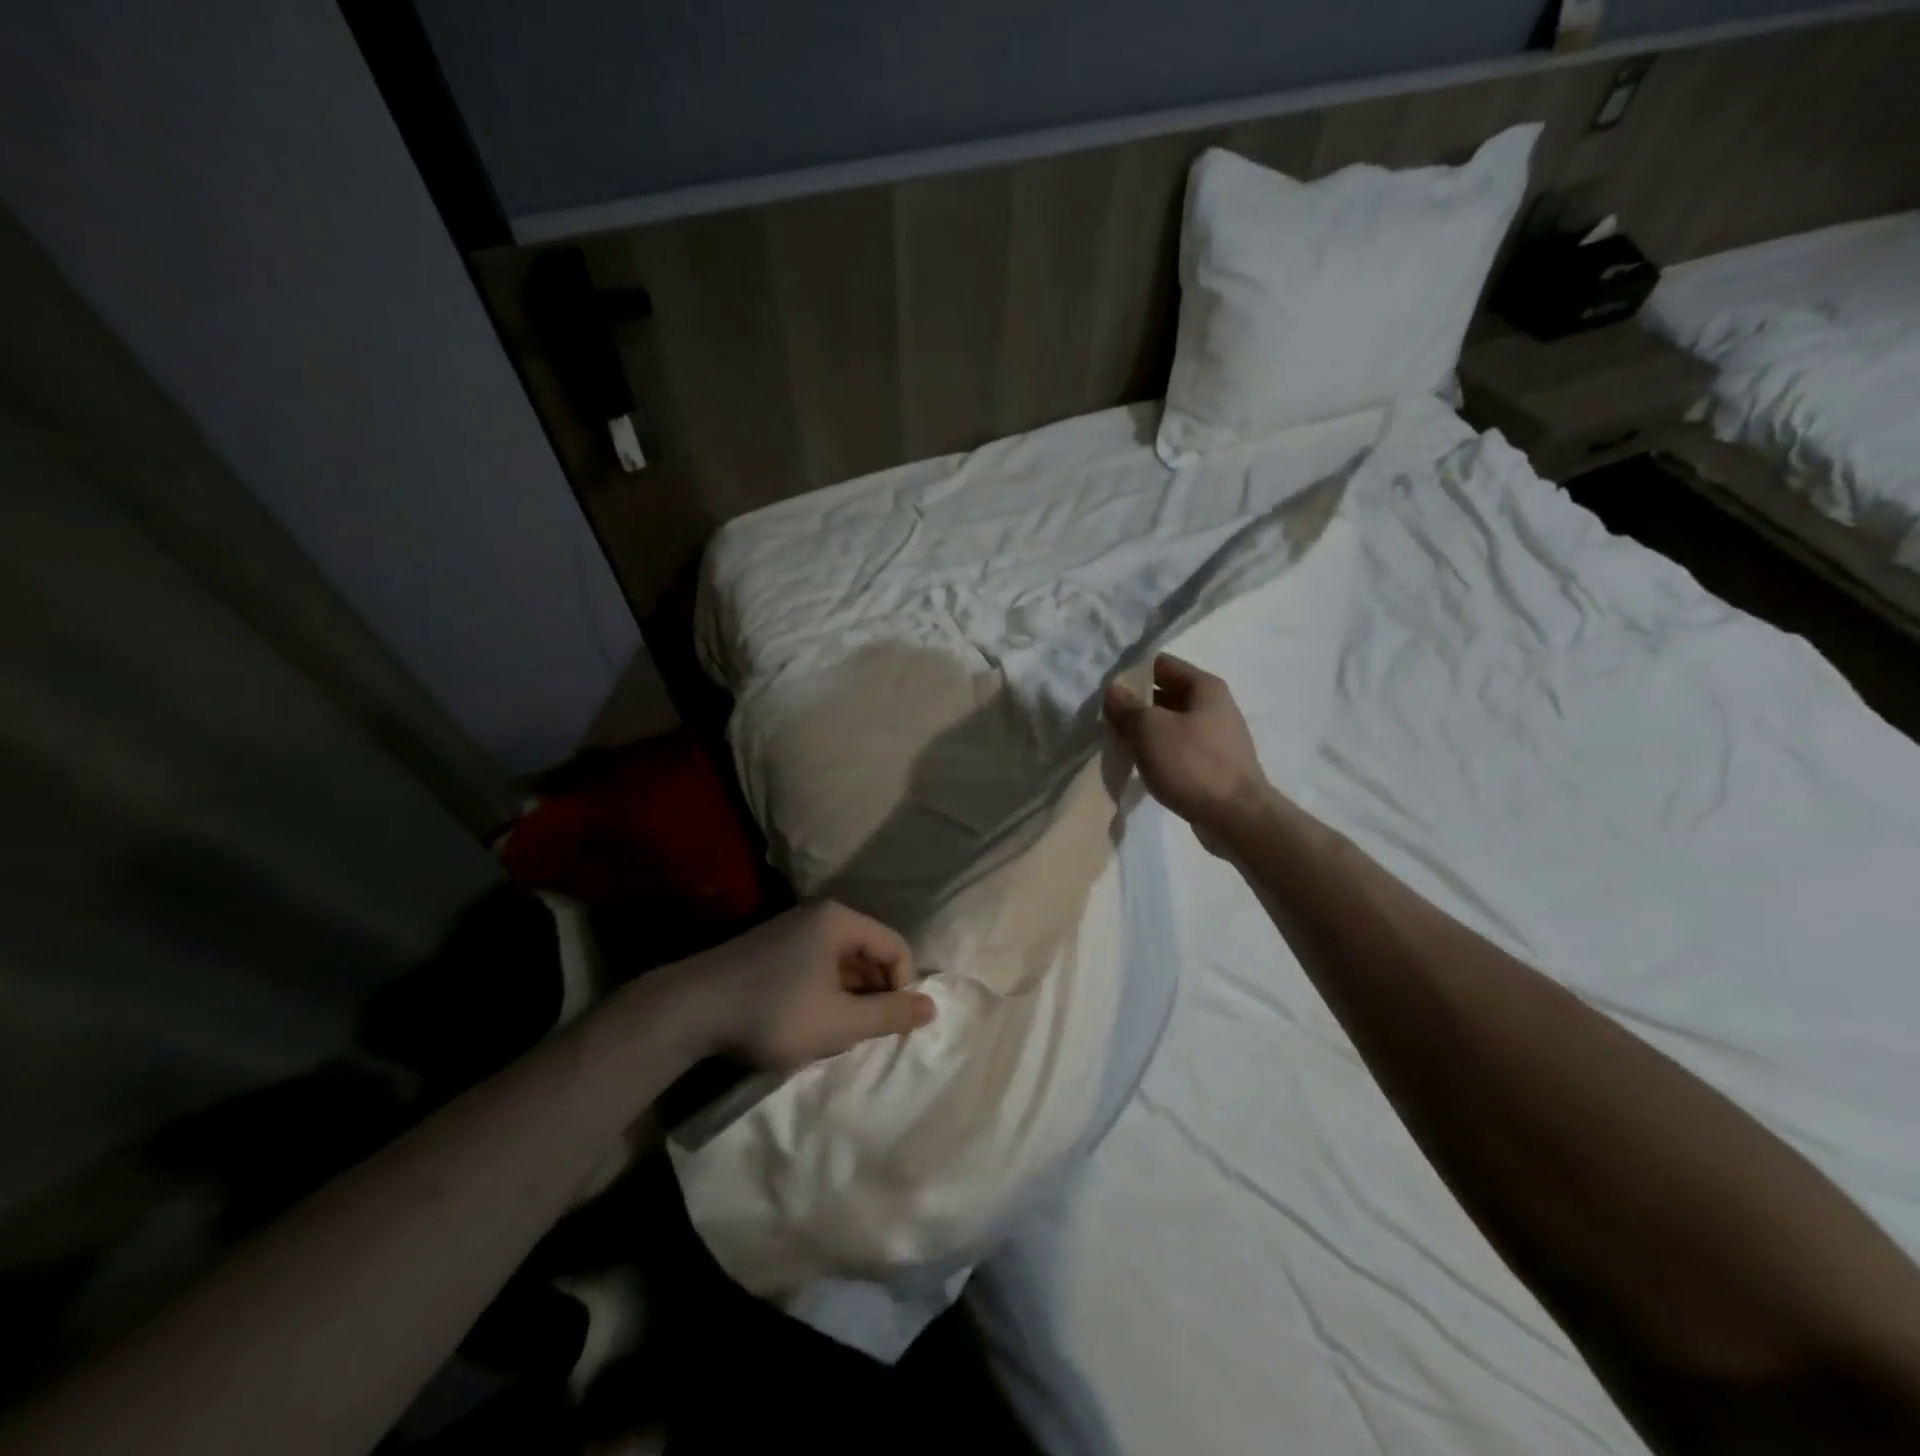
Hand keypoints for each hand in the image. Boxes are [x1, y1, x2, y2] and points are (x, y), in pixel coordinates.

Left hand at [676, 901, 935, 1071]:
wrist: (690, 1009)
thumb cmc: (774, 1012)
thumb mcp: (839, 1022)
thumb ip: (889, 1015)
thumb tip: (932, 1007)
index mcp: (840, 921)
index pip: (896, 946)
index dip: (902, 987)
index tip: (886, 1024)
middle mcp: (820, 915)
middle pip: (870, 951)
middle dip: (874, 992)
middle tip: (861, 1031)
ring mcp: (793, 928)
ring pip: (843, 961)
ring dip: (849, 995)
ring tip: (835, 1030)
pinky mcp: (773, 946)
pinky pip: (818, 964)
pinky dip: (825, 991)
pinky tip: (808, 1020)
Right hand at [1104, 654, 1269, 849]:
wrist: (1236, 818)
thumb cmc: (1193, 764)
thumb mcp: (1150, 730)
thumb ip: (1127, 707)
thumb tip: (1113, 690)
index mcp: (1204, 687)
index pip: (1161, 664)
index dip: (1131, 671)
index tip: (1104, 687)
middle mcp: (1214, 706)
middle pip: (1165, 694)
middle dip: (1135, 704)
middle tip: (1104, 716)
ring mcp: (1216, 737)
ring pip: (1170, 724)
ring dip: (1145, 731)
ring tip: (1117, 742)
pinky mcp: (1214, 765)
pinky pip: (1179, 749)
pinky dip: (1159, 753)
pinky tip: (1140, 765)